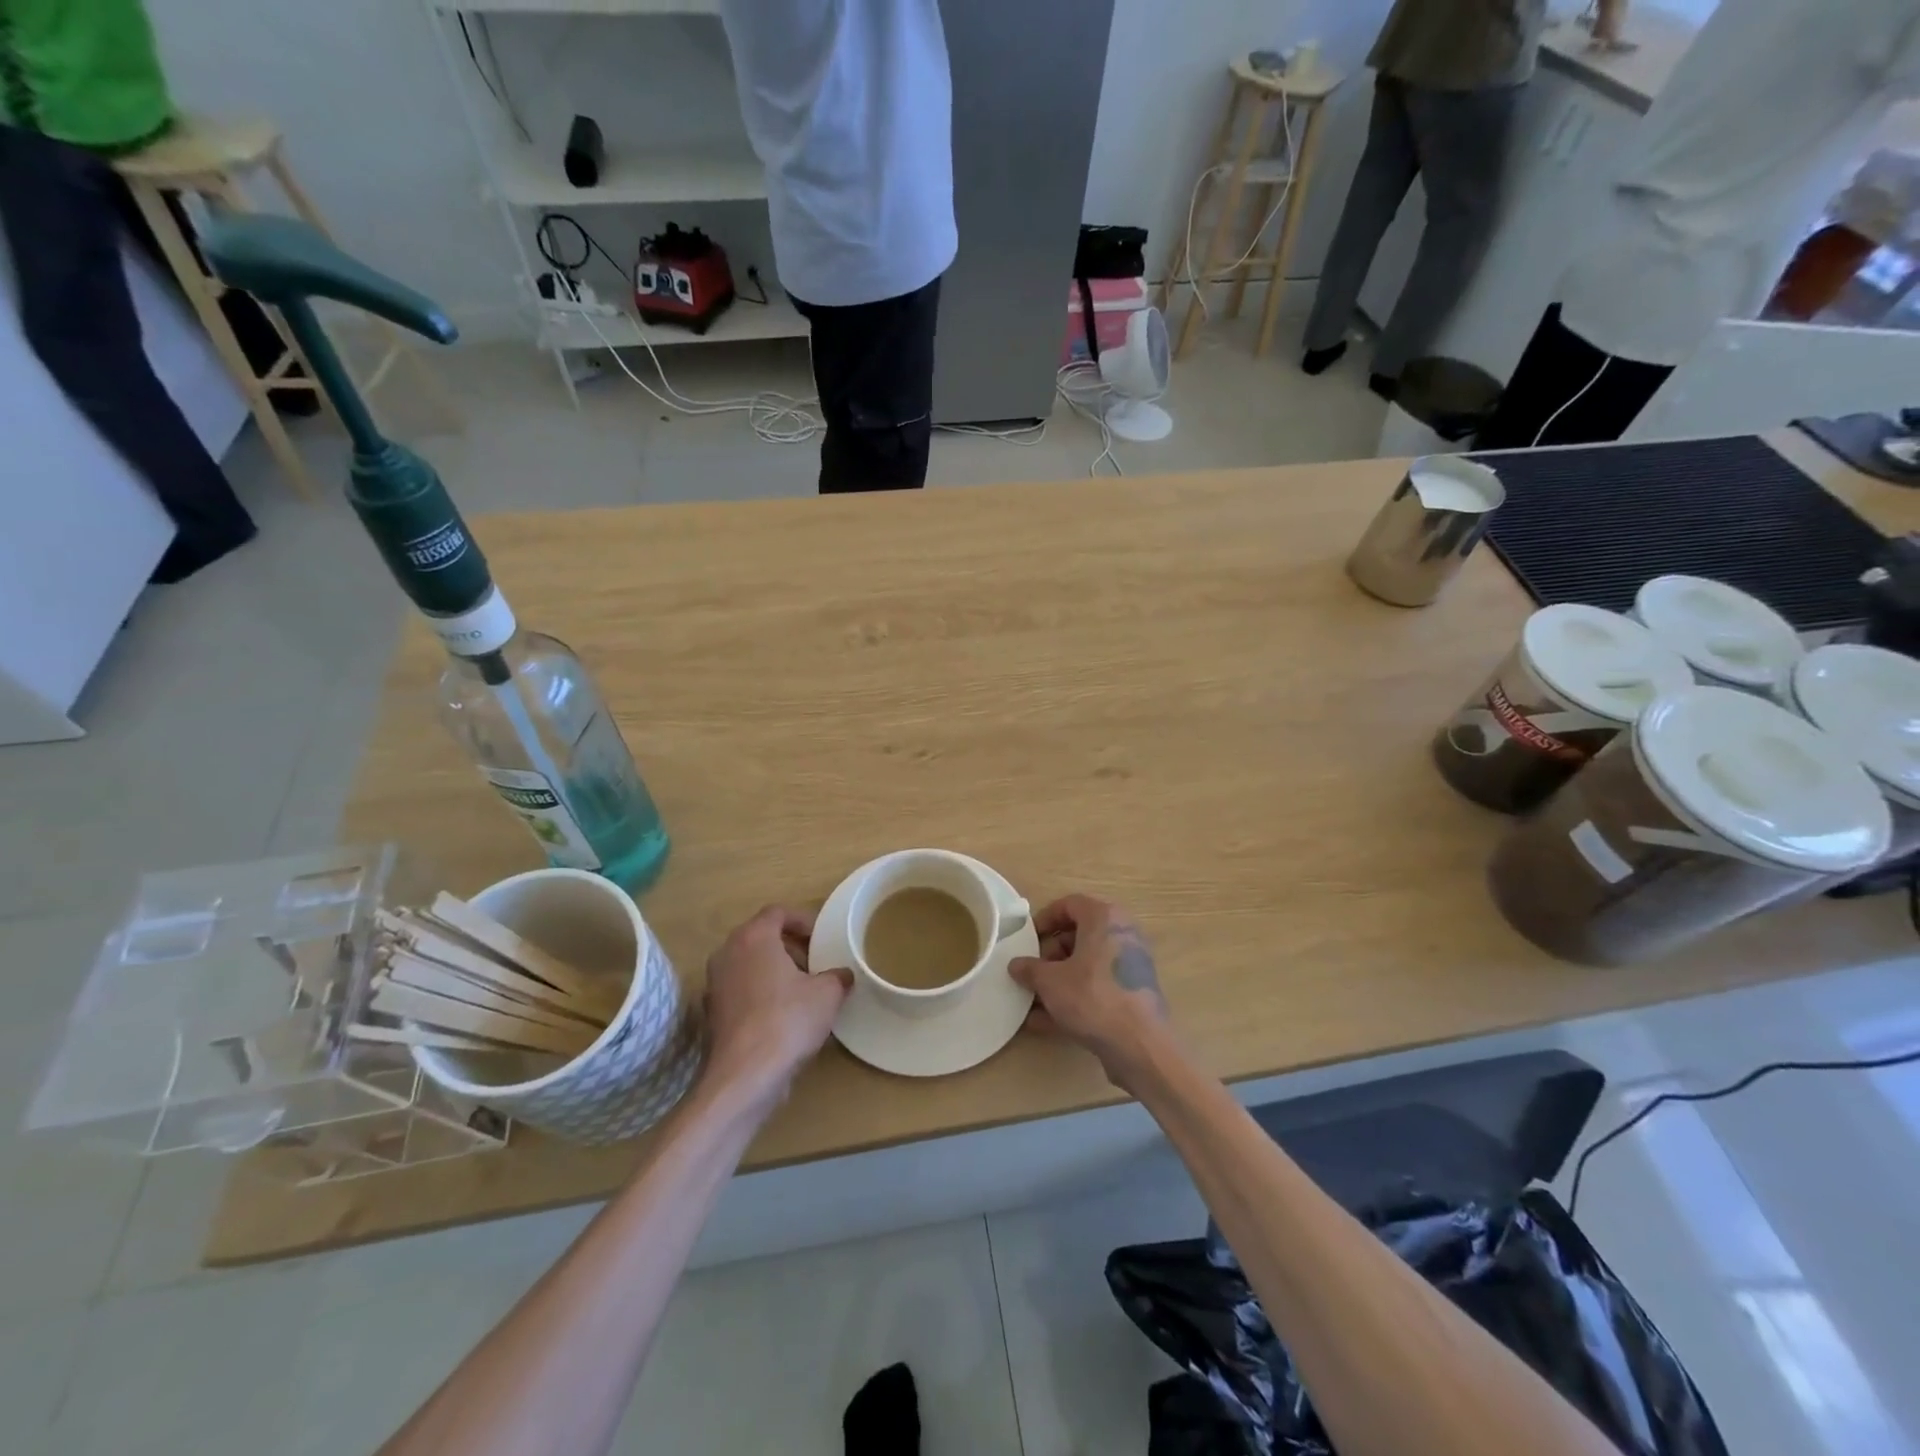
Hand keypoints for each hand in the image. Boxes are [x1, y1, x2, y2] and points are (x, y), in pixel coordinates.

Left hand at [702, 906, 850, 1112]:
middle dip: (788, 946)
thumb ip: (837, 976)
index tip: (820, 937)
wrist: (745, 1076)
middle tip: (813, 962)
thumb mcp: (827, 994)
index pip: (777, 912)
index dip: (802, 920)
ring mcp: (714, 984)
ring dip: (773, 970)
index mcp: (754, 937)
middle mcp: (727, 953)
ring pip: (747, 964)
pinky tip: (781, 1016)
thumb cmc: (788, 1020)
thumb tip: (843, 975)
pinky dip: (759, 994)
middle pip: (760, 937)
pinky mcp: (711, 1014)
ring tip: (800, 990)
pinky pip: (739, 990)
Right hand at [1008, 895, 1170, 1088]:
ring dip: (1059, 979)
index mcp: (1104, 918)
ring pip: (1087, 964)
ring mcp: (1131, 965)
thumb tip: (1016, 965)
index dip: (1044, 919)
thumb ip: (1030, 969)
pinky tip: (1046, 1023)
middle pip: (1079, 934)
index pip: (1070, 904)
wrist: (1140, 1045)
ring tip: (1033, 1001)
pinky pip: (1097, 987)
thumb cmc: (1092, 997)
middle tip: (1033, 972)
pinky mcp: (1133, 993)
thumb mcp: (1050, 982)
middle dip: (1051, 954)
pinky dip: (1075, 998)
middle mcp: (1122, 934)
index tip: (1028, 939)